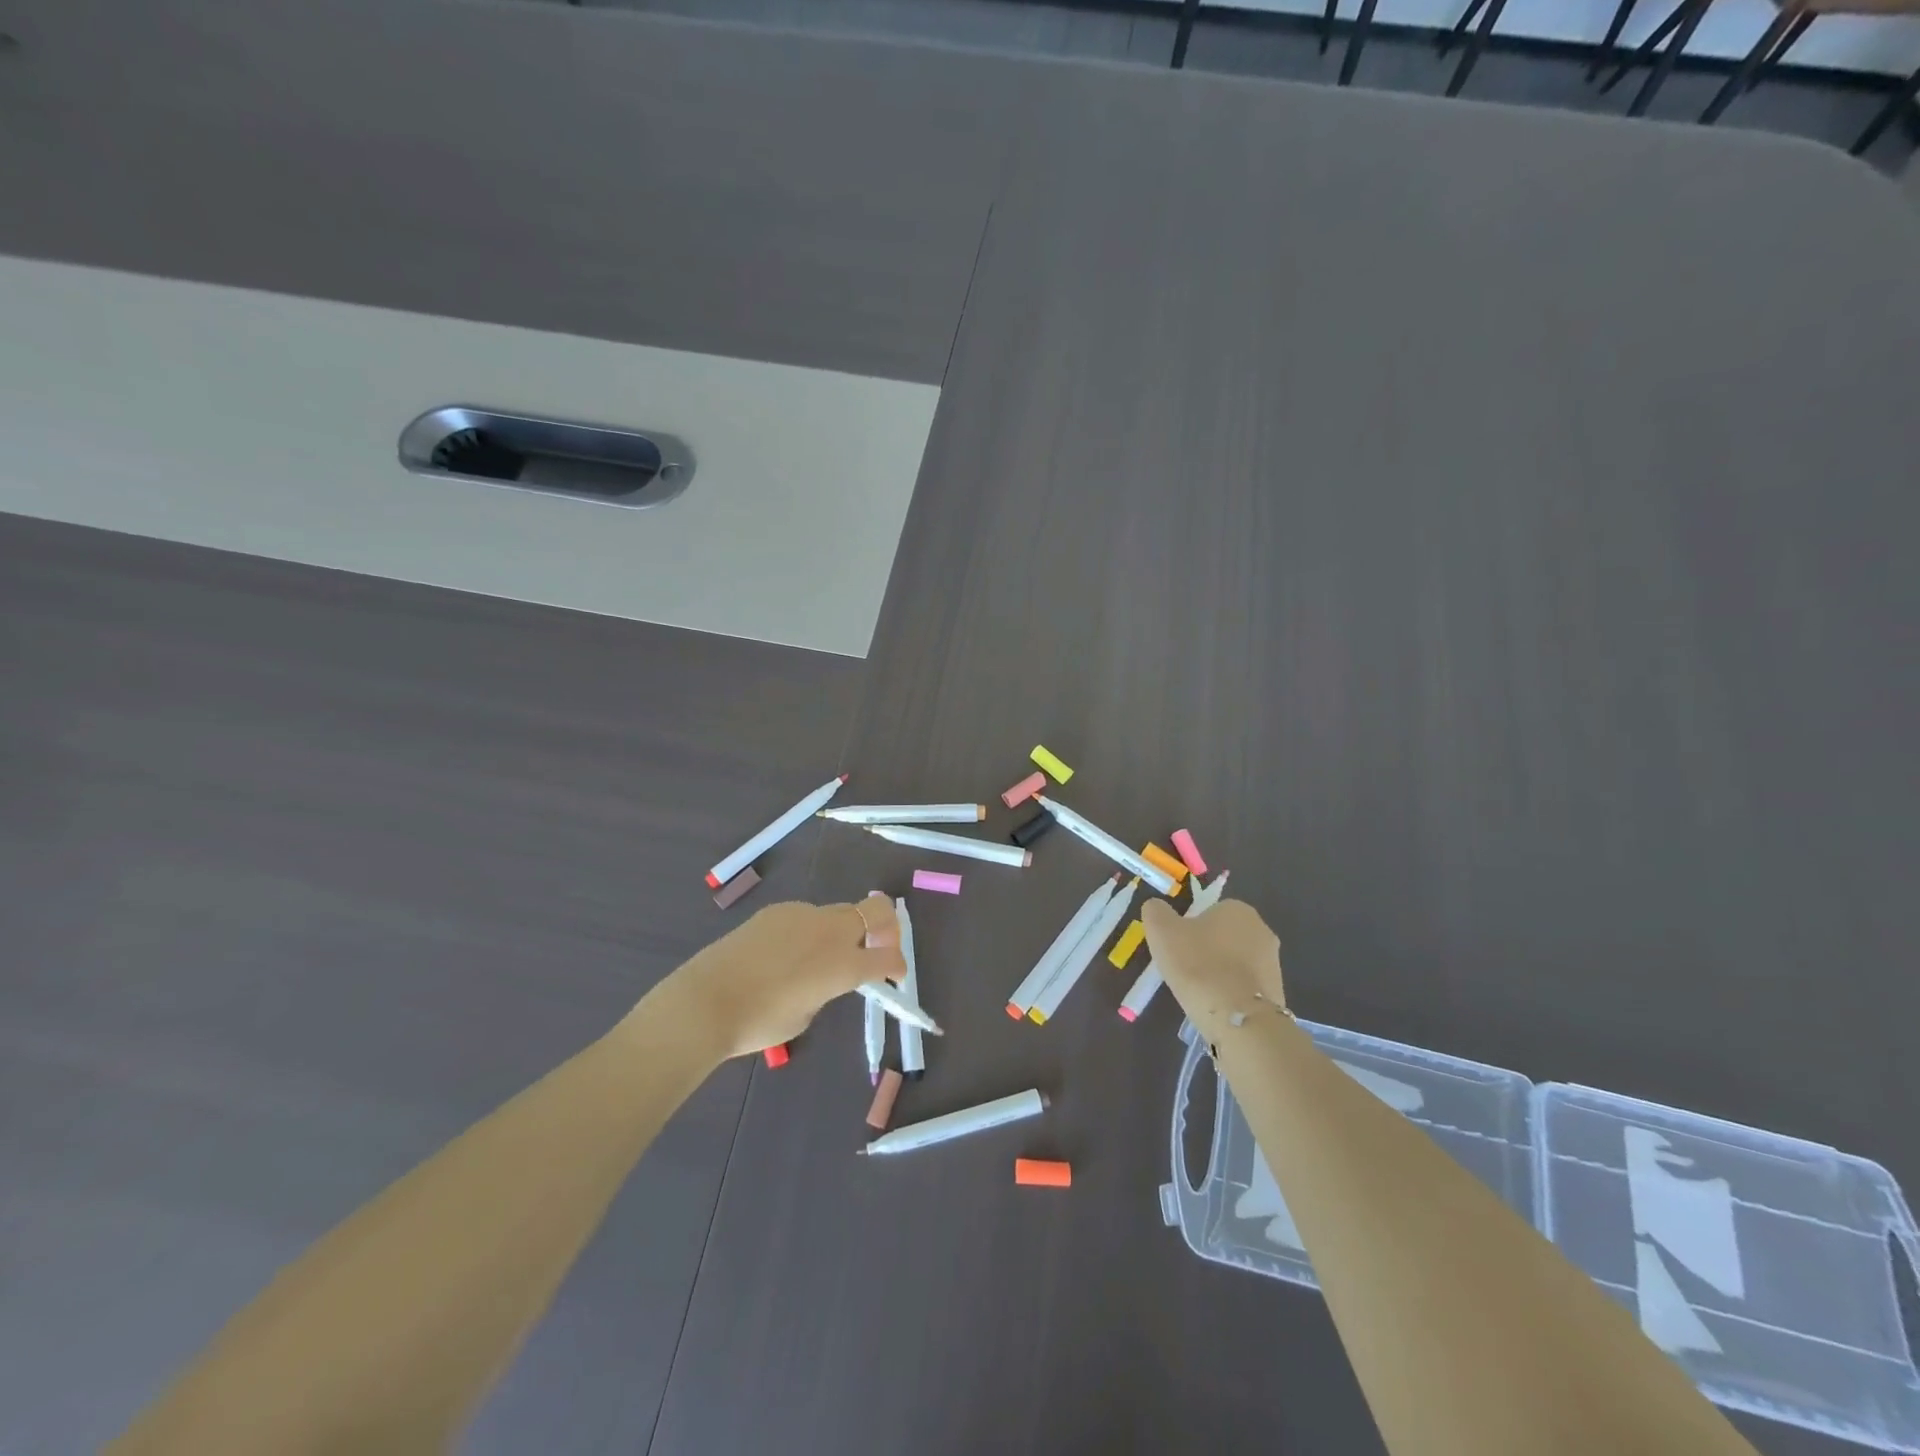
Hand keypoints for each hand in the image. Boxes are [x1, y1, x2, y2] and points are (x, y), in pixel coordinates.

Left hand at [649, 894, 905, 1060]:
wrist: (705, 1001)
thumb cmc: (758, 1022)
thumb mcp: (805, 1015)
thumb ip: (826, 990)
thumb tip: (822, 977)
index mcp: (844, 965)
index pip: (889, 957)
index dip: (897, 966)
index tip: (894, 975)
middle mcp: (831, 932)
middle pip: (877, 911)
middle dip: (885, 928)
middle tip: (873, 950)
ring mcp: (803, 914)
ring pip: (839, 912)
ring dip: (842, 930)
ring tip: (816, 959)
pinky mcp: (776, 910)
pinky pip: (806, 916)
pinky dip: (808, 931)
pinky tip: (783, 954)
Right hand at [1140, 897, 1287, 1045]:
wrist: (1238, 1020)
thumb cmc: (1198, 965)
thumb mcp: (1161, 930)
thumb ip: (1156, 912)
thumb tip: (1158, 908)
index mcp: (1238, 909)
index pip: (1208, 912)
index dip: (1189, 930)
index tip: (1177, 950)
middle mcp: (1262, 930)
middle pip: (1223, 937)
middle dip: (1207, 951)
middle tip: (1185, 971)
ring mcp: (1274, 963)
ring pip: (1235, 963)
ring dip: (1220, 973)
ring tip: (1201, 994)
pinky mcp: (1277, 993)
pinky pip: (1245, 988)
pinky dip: (1232, 994)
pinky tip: (1218, 1008)